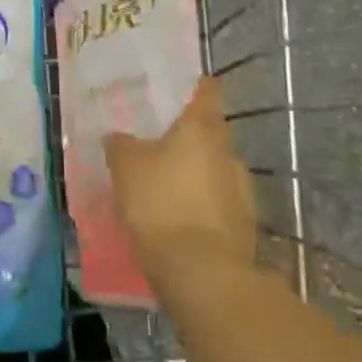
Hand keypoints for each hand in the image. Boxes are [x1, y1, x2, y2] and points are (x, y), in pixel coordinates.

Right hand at [105, 76, 255, 280]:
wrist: (202, 274)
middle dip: (188, 135)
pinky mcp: (244, 225)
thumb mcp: (126, 168)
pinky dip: (201, 204)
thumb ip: (121, 145)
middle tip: (157, 141)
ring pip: (215, 168)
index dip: (194, 86)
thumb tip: (118, 136)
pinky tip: (179, 218)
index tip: (177, 89)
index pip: (207, 91)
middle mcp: (228, 152)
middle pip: (211, 132)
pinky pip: (218, 203)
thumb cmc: (161, 204)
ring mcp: (242, 190)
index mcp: (202, 128)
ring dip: (195, 172)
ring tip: (165, 185)